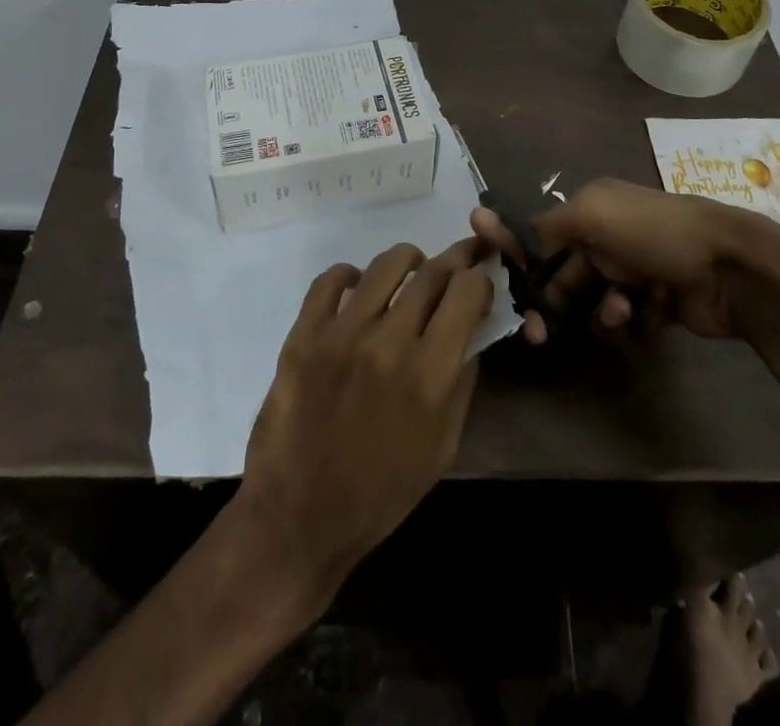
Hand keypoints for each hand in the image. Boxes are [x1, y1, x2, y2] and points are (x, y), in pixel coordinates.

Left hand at [236, 237, 493, 603]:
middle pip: (432, 272)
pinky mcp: (304, 335)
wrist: (300, 518)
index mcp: (430, 375)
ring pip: (385, 264)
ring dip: (408, 261)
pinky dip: (350, 275)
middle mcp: (389, 343)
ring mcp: (342, 335)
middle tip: (454, 268)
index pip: (466, 292)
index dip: (479, 280)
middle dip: (452, 264)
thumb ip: (461, 381)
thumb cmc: (381, 492)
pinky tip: (358, 288)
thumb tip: (471, 328)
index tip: (478, 285)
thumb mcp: (443, 446)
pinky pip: (330, 280)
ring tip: (410, 274)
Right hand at [470, 177, 779, 344]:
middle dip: (552, 301)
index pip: (544, 235)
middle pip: (564, 276)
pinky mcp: (658, 304)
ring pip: (594, 303)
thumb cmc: (653, 232)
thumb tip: (518, 241)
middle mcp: (610, 237)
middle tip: (537, 332)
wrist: (728, 267)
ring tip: (621, 309)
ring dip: (601, 310)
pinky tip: (649, 311)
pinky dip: (634, 320)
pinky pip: (627, 322)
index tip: (506, 289)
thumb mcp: (591, 213)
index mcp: (593, 208)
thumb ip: (547, 226)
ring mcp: (635, 271)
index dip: (522, 260)